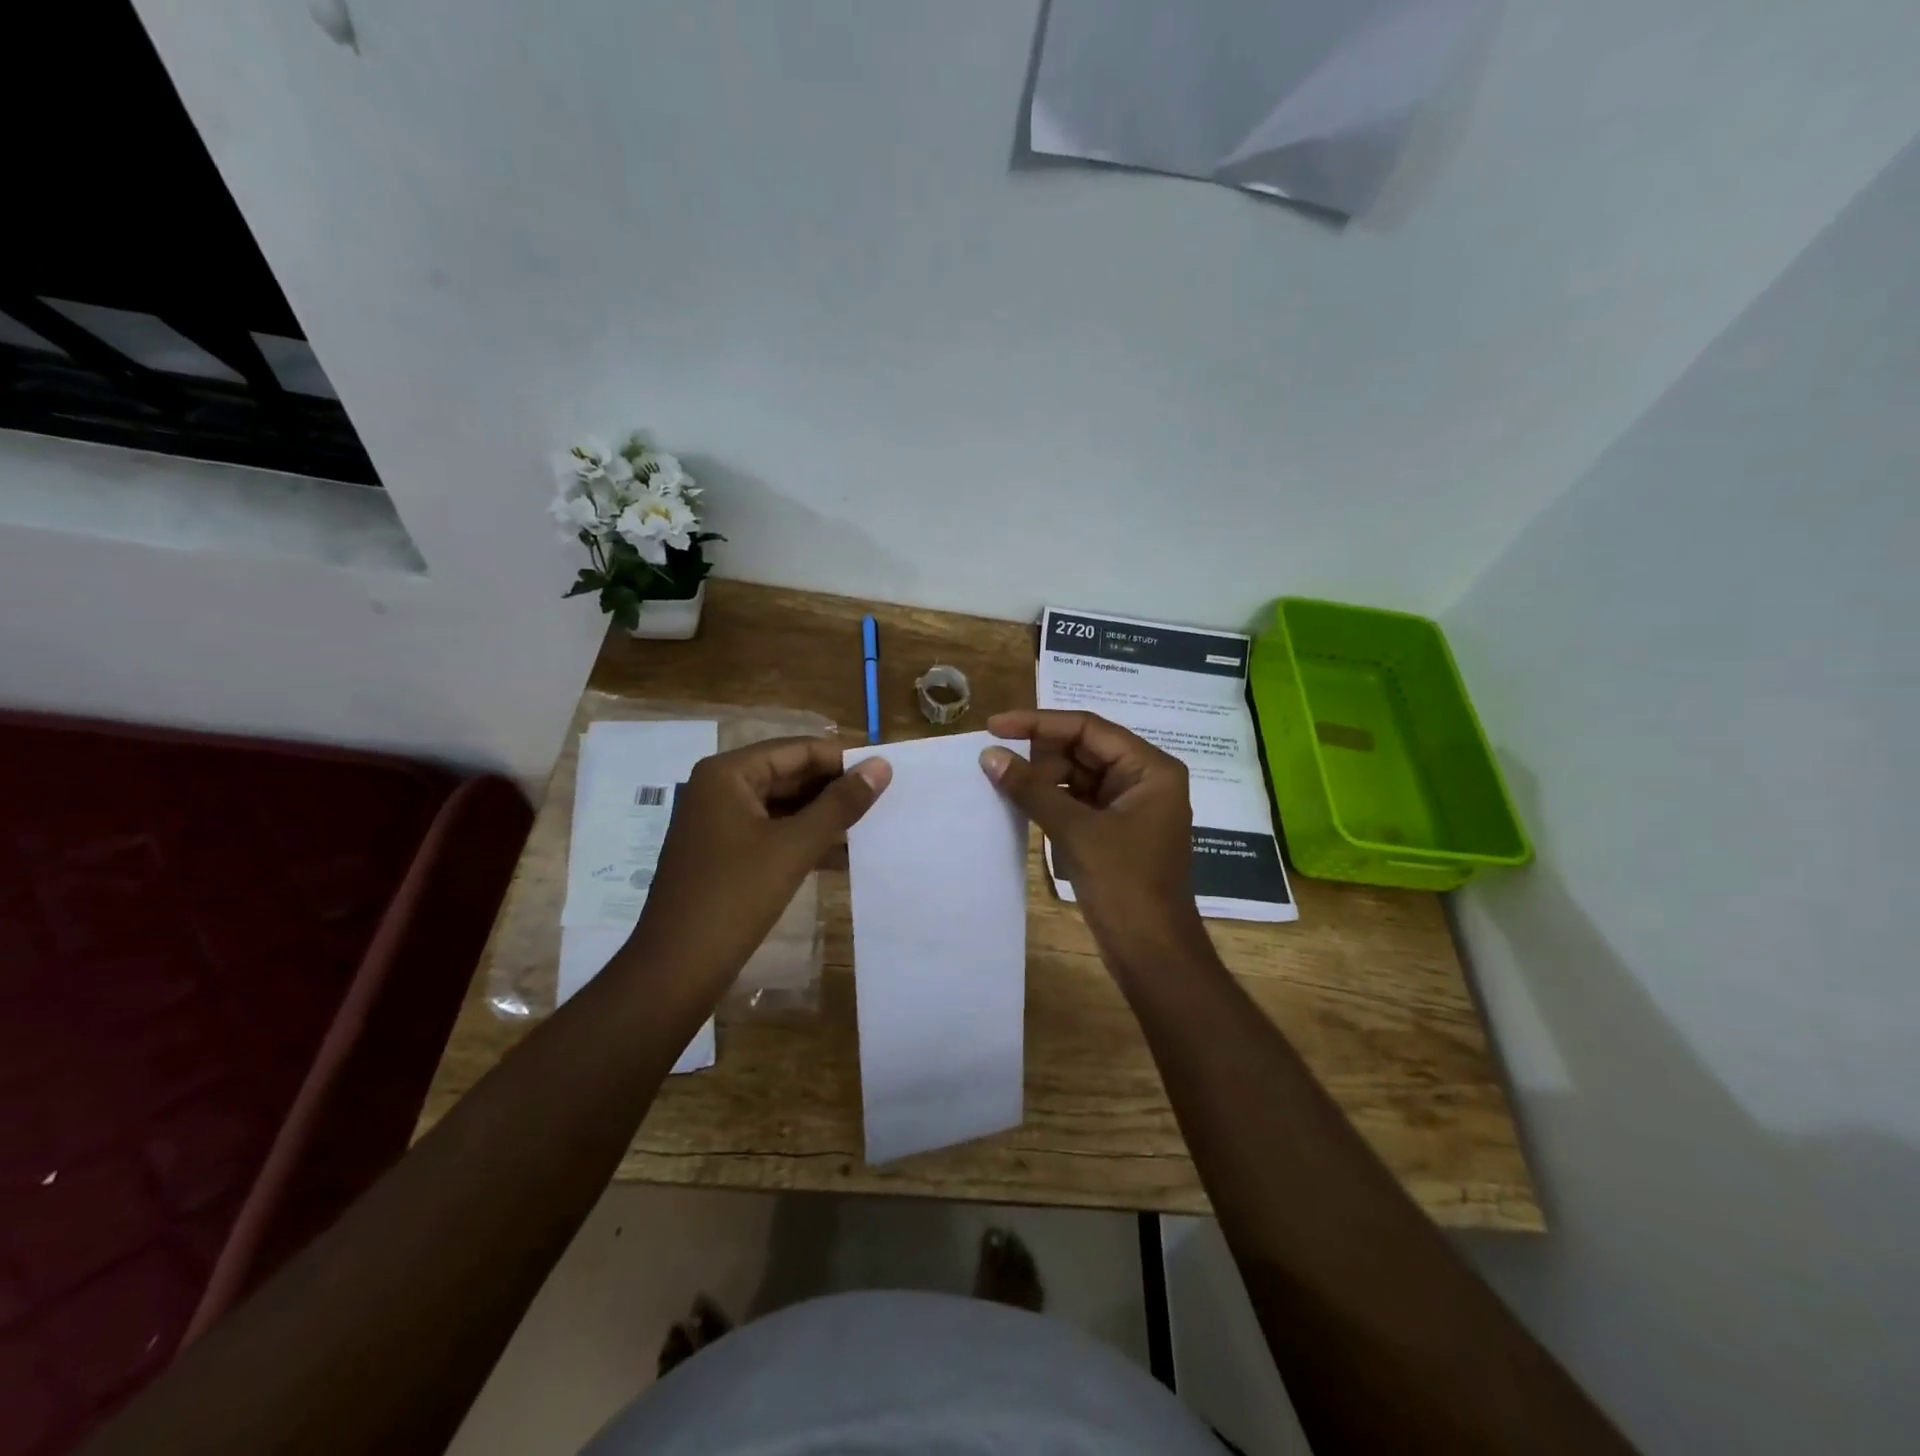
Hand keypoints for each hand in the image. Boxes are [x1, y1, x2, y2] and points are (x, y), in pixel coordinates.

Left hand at [629, 737, 890, 986]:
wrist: (676, 969)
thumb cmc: (735, 897)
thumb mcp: (795, 846)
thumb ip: (841, 804)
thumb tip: (882, 766)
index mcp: (728, 774)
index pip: (798, 750)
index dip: (843, 759)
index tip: (887, 773)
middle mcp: (720, 788)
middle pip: (789, 774)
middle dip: (834, 788)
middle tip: (885, 799)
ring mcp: (719, 822)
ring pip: (782, 805)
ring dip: (823, 816)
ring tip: (871, 824)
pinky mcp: (724, 853)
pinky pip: (772, 832)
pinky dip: (804, 838)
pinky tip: (842, 854)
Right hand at [978, 710, 1206, 970]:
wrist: (1152, 953)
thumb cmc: (1124, 885)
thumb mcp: (1076, 831)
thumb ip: (1032, 789)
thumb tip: (990, 756)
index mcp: (1150, 769)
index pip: (1088, 729)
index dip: (1038, 723)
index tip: (995, 726)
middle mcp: (1144, 779)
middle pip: (1084, 749)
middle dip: (1039, 753)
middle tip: (993, 758)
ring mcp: (1130, 806)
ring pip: (1078, 776)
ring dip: (1042, 778)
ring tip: (1000, 779)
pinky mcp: (1116, 830)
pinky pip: (1079, 802)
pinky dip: (1051, 801)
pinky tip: (1020, 802)